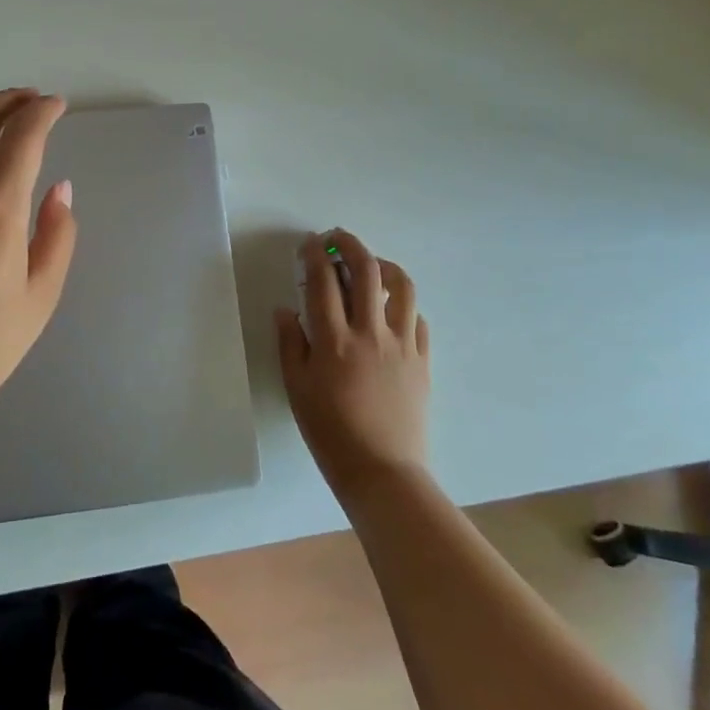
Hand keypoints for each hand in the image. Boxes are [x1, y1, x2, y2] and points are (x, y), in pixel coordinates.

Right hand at [276, 229, 429, 503]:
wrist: (382, 471)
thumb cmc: (330, 432)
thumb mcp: (296, 388)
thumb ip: (290, 343)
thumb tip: (286, 309)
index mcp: (335, 340)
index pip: (323, 281)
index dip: (314, 254)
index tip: (309, 243)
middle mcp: (371, 332)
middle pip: (366, 270)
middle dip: (350, 244)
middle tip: (337, 238)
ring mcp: (402, 344)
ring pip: (402, 286)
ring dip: (384, 265)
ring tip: (371, 266)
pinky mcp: (423, 360)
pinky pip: (418, 319)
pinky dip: (403, 304)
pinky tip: (391, 310)